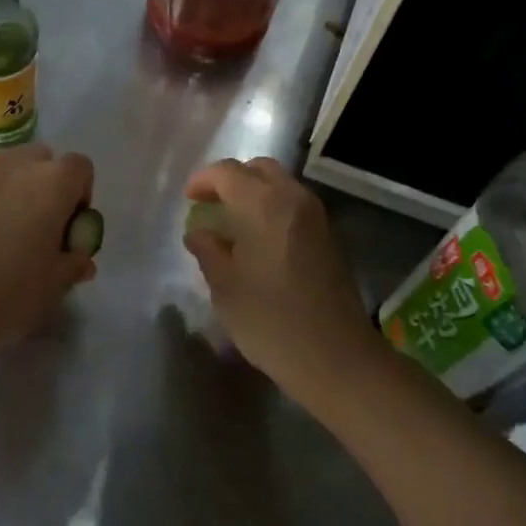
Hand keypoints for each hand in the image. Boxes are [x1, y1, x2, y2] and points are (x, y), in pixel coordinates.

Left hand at [0, 143, 95, 358]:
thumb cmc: (7, 295)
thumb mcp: (54, 287)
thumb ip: (73, 263)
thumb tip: (80, 258)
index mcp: (51, 183)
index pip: (79, 168)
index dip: (79, 195)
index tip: (68, 227)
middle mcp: (10, 164)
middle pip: (36, 160)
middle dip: (39, 185)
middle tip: (31, 228)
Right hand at [182, 157, 378, 397]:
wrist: (336, 357)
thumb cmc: (270, 321)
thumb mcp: (225, 287)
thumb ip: (208, 250)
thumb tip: (199, 231)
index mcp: (262, 204)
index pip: (227, 172)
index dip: (203, 180)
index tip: (188, 199)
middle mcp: (293, 198)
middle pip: (259, 169)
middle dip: (231, 179)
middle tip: (211, 204)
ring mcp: (316, 217)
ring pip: (280, 184)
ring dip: (254, 192)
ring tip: (233, 223)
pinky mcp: (329, 236)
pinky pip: (294, 205)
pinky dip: (272, 208)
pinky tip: (259, 239)